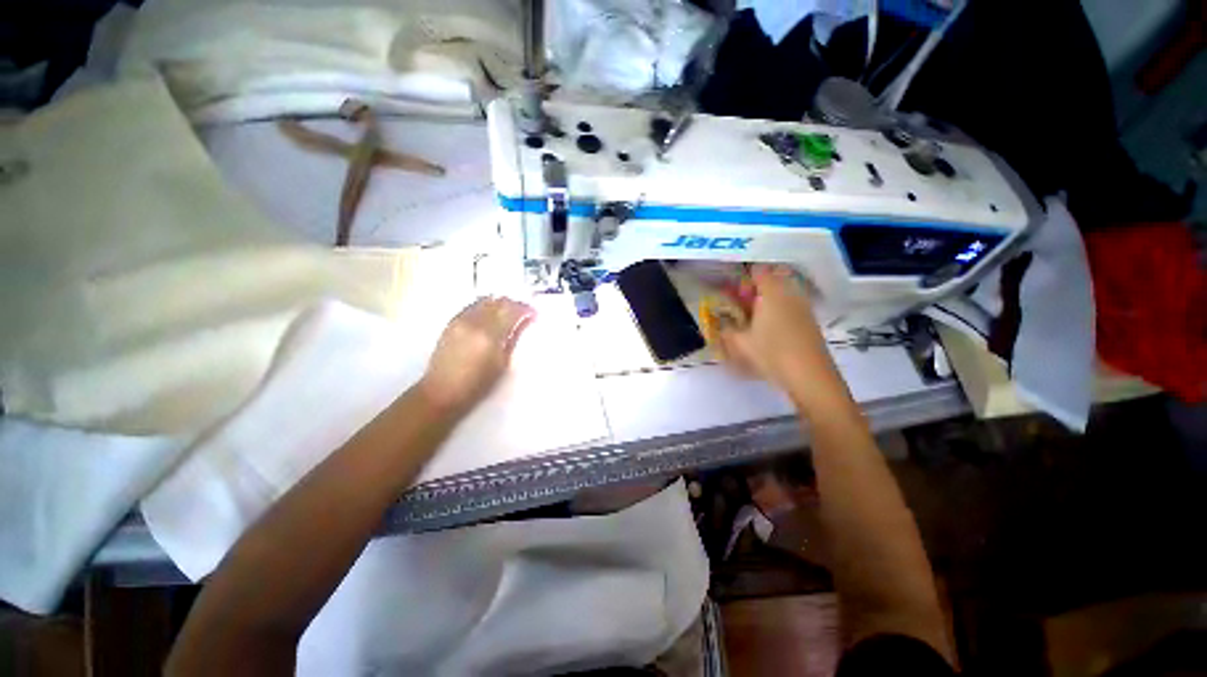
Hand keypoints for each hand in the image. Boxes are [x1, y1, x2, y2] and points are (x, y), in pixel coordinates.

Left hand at [419, 297, 534, 414]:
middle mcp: (474, 322)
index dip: (525, 309)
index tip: (534, 314)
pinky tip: (490, 317)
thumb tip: (525, 321)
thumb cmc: (477, 384)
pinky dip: (485, 307)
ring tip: (508, 314)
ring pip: (484, 301)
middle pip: (498, 302)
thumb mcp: (502, 363)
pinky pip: (472, 306)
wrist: (441, 391)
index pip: (512, 310)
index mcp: (489, 334)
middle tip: (523, 313)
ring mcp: (460, 320)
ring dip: (499, 304)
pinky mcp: (451, 323)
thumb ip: (514, 338)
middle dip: (513, 304)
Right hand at [715, 265, 848, 409]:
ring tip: (751, 321)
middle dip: (753, 292)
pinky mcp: (810, 322)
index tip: (731, 292)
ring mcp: (803, 308)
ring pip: (781, 296)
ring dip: (765, 303)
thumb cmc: (771, 353)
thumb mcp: (739, 343)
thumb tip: (722, 323)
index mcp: (772, 293)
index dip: (742, 279)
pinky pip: (789, 308)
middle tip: (738, 307)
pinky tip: (767, 332)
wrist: (810, 376)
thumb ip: (726, 330)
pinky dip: (777, 313)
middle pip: (771, 282)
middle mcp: (790, 294)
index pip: (758, 272)